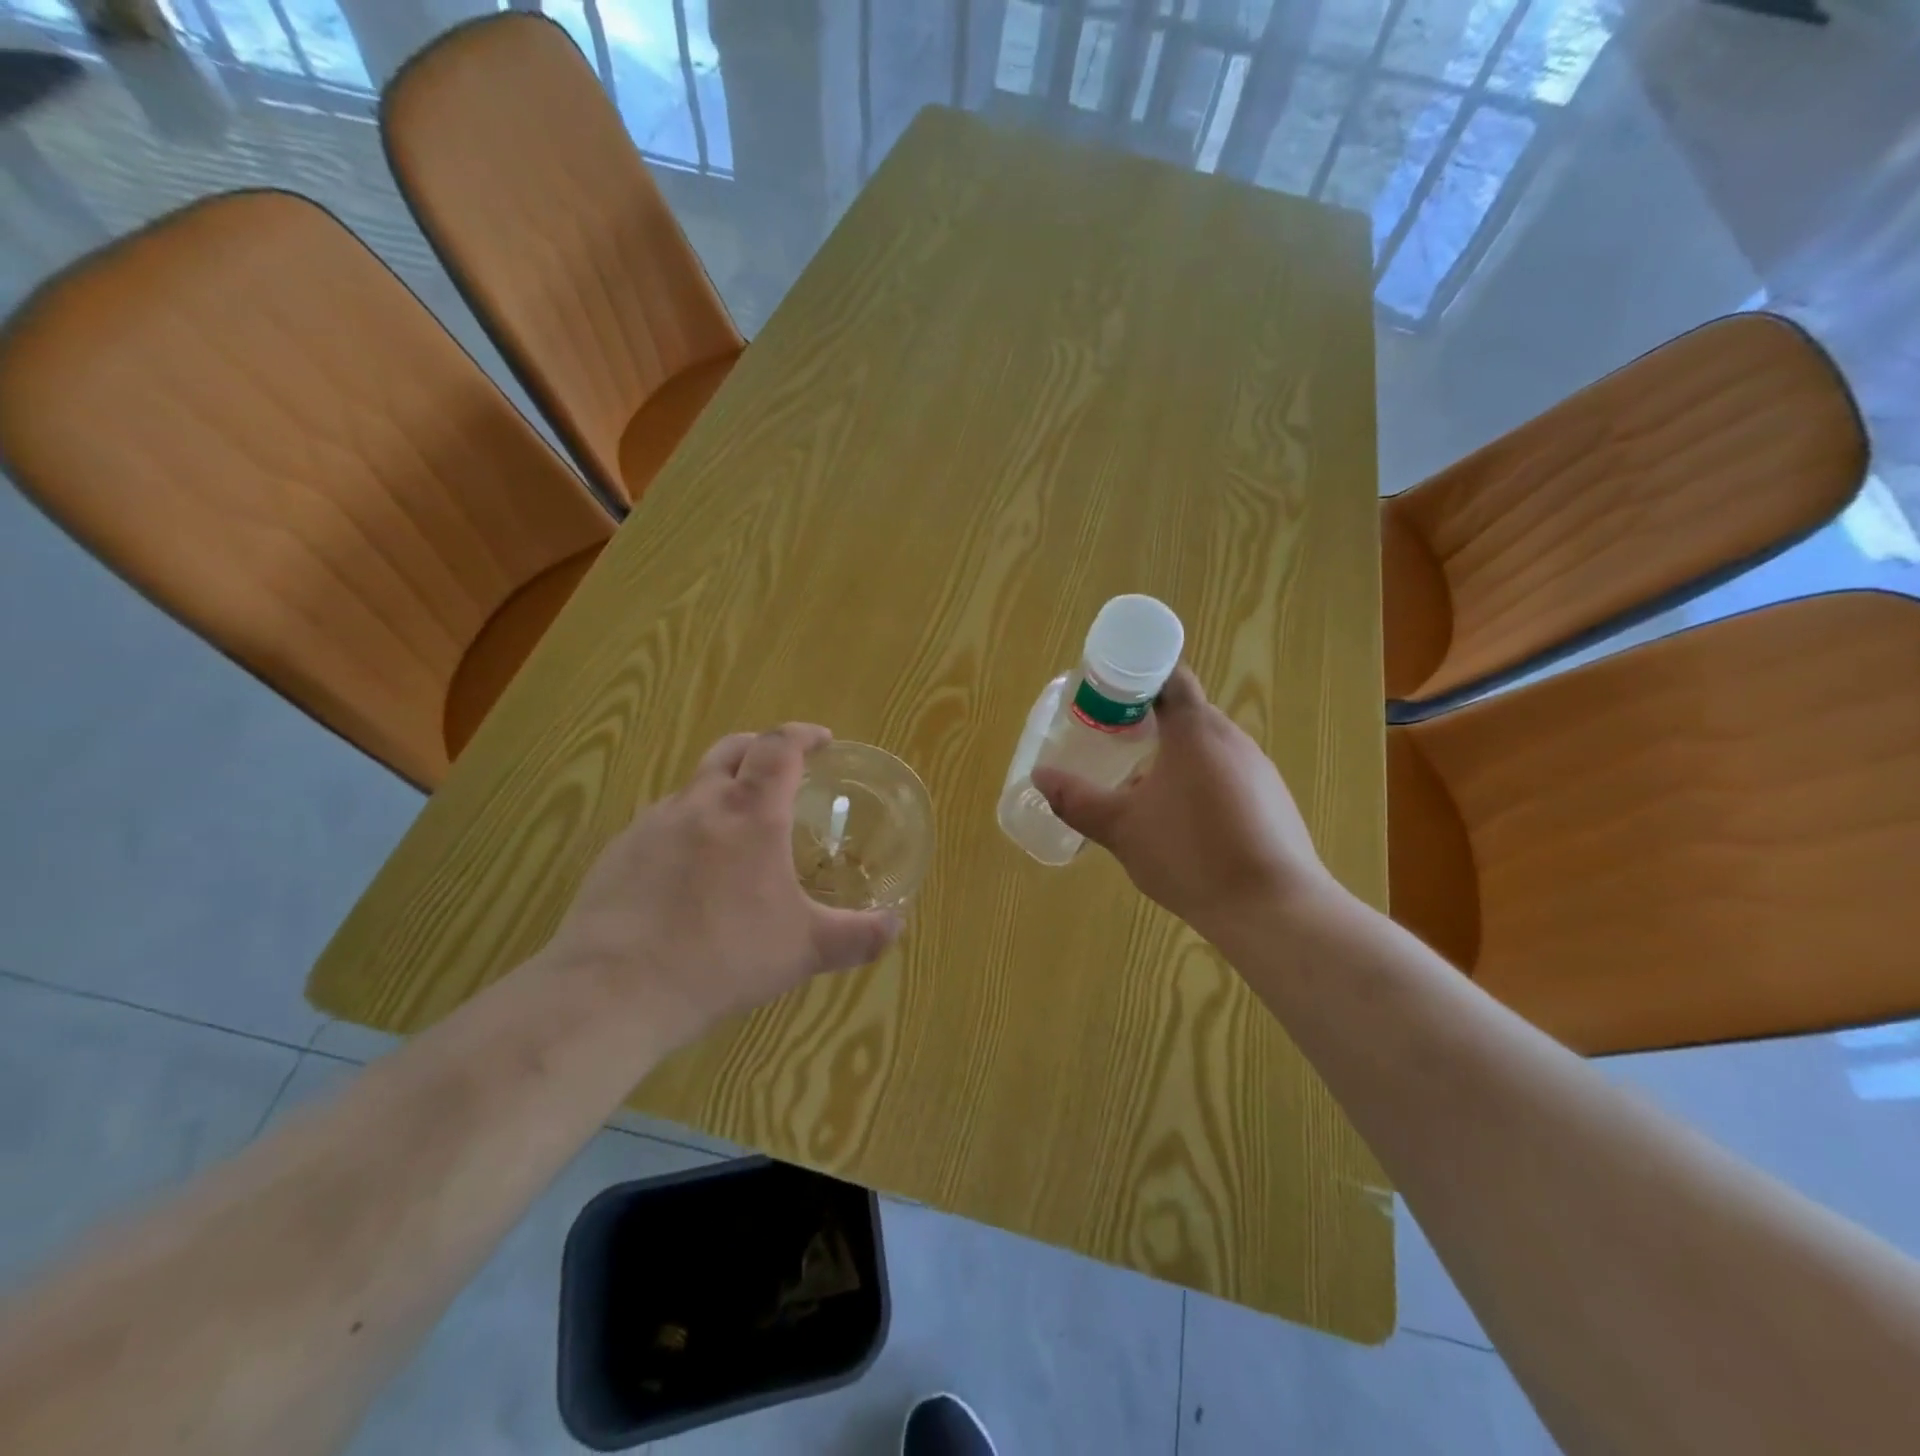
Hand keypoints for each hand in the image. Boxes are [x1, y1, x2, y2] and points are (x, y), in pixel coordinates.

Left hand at [543, 724, 901, 1048]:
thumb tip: (896, 927)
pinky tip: (691, 870)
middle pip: (732, 749)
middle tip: (783, 768)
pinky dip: (689, 825)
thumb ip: (857, 937)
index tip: (822, 740)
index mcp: (751, 814)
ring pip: (694, 785)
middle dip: (762, 747)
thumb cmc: (722, 958)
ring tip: (738, 826)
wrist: (614, 990)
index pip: (779, 747)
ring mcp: (653, 824)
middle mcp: (701, 804)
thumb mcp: (803, 951)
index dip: (803, 735)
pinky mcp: (619, 851)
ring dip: (723, 787)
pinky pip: (663, 821)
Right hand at [1031, 666, 1340, 938]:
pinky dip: (1199, 782)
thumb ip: (1076, 799)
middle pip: (1187, 711)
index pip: (1169, 676)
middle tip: (1112, 740)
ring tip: (1141, 785)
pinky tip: (1182, 822)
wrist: (1272, 910)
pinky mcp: (1273, 802)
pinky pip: (1227, 775)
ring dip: (1174, 755)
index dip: (1136, 677)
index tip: (1106, 696)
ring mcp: (1259, 771)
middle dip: (1148, 720)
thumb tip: (1039, 777)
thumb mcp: (1121, 828)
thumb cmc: (1190, 853)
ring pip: (1207, 746)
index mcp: (1196, 729)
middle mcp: (1232, 739)